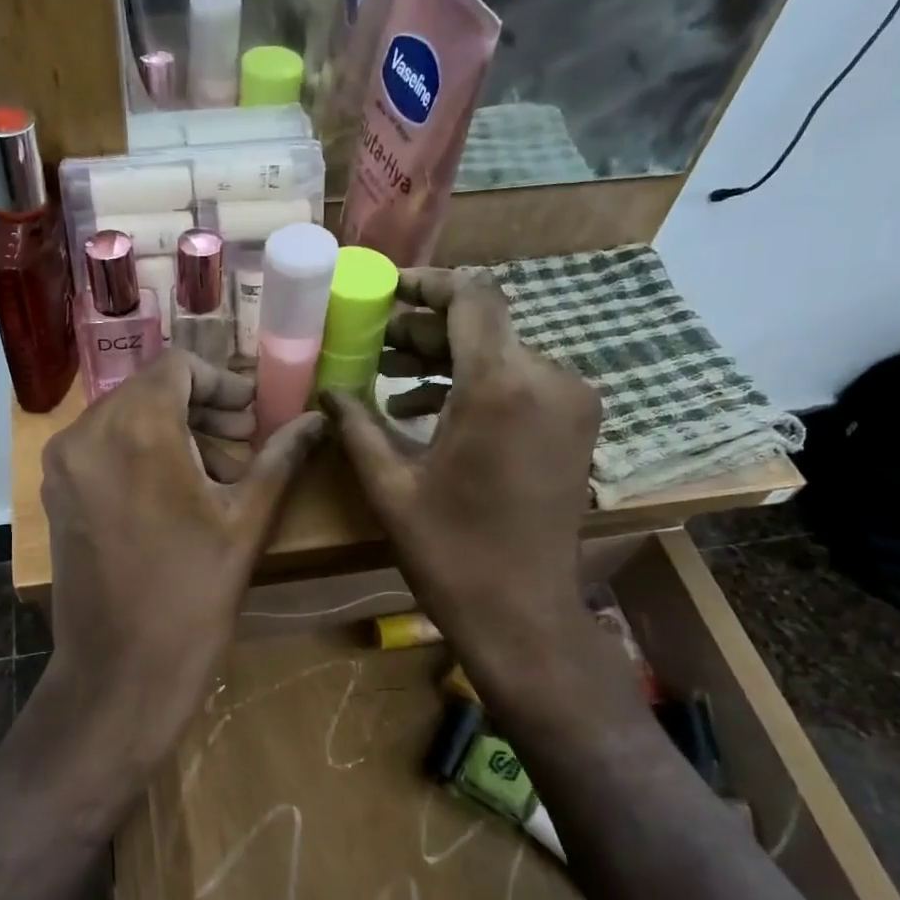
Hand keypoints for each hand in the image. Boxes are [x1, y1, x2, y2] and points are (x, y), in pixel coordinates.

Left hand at [40, 352, 325, 777]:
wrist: (121, 671)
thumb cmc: (193, 595)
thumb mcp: (247, 521)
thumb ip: (281, 457)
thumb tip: (318, 420)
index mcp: (137, 428)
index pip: (178, 366)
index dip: (222, 383)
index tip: (252, 416)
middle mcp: (87, 433)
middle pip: (149, 390)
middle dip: (200, 409)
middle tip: (242, 444)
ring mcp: (64, 465)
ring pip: (123, 418)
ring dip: (171, 430)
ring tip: (214, 474)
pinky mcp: (56, 494)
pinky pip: (101, 449)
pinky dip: (139, 452)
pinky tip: (172, 493)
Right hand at [321, 269, 612, 725]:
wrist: (524, 614)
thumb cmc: (450, 552)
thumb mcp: (391, 486)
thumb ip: (357, 425)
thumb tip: (326, 390)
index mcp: (501, 386)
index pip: (471, 297)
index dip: (426, 284)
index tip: (385, 291)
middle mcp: (548, 379)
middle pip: (484, 326)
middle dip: (424, 329)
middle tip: (371, 341)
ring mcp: (570, 403)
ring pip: (501, 354)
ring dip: (445, 360)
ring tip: (387, 377)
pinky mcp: (573, 427)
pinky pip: (520, 384)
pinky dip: (475, 386)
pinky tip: (424, 412)